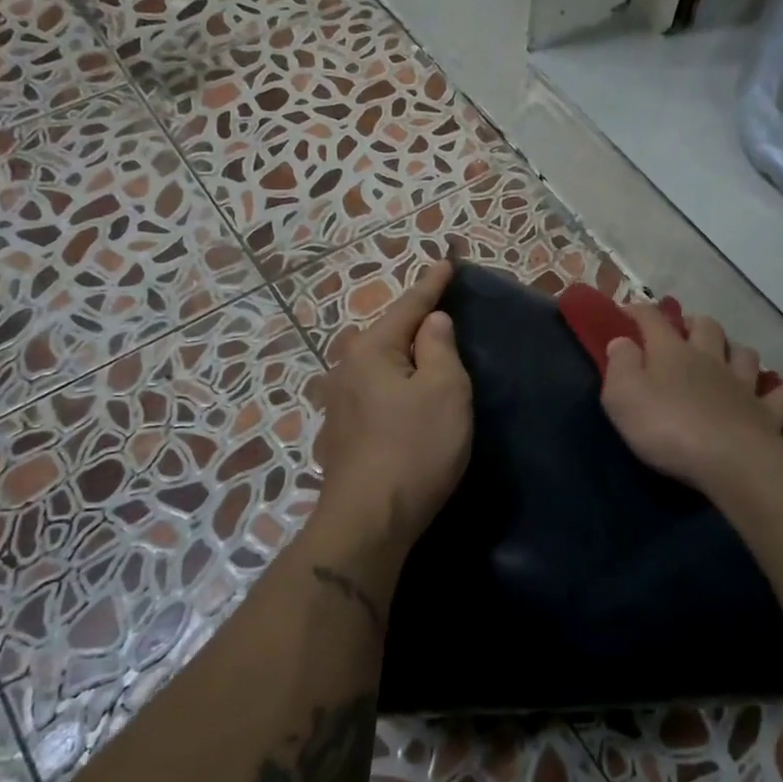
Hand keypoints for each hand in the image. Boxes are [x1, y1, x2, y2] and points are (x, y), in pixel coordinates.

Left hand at [312, 259, 472, 553]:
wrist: (369, 519)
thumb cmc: (415, 448)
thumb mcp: (444, 390)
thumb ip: (439, 348)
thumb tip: (431, 322)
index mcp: (371, 350)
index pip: (409, 306)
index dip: (432, 285)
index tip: (446, 262)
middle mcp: (345, 368)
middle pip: (382, 333)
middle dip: (408, 322)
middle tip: (436, 318)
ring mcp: (336, 403)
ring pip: (371, 364)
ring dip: (395, 357)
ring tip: (419, 360)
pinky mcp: (338, 433)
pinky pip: (368, 392)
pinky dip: (388, 386)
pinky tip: (397, 401)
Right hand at [601, 306, 782, 493]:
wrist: (727, 459)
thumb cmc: (666, 427)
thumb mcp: (622, 396)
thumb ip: (620, 365)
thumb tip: (622, 340)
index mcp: (671, 353)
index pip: (652, 320)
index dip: (638, 311)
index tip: (626, 310)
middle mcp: (709, 359)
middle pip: (706, 328)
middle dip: (694, 323)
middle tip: (685, 330)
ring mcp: (742, 384)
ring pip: (744, 353)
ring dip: (737, 350)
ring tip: (731, 354)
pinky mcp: (767, 412)